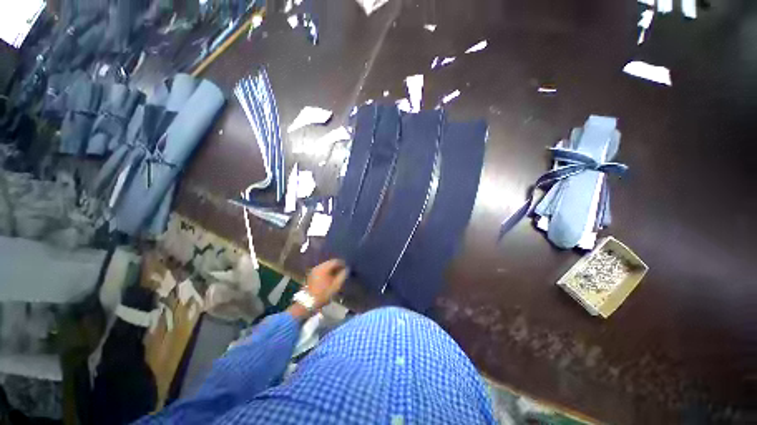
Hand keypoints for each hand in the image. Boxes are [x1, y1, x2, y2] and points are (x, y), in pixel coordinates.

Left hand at [288, 259, 347, 320]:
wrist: (308, 303)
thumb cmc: (323, 294)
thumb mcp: (335, 286)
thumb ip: (342, 276)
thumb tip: (347, 269)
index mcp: (323, 268)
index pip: (335, 261)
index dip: (342, 264)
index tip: (347, 268)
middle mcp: (318, 267)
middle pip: (330, 263)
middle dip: (337, 266)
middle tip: (343, 272)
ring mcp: (313, 271)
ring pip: (325, 266)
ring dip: (332, 269)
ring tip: (337, 275)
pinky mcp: (311, 275)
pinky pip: (321, 270)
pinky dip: (326, 272)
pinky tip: (330, 277)